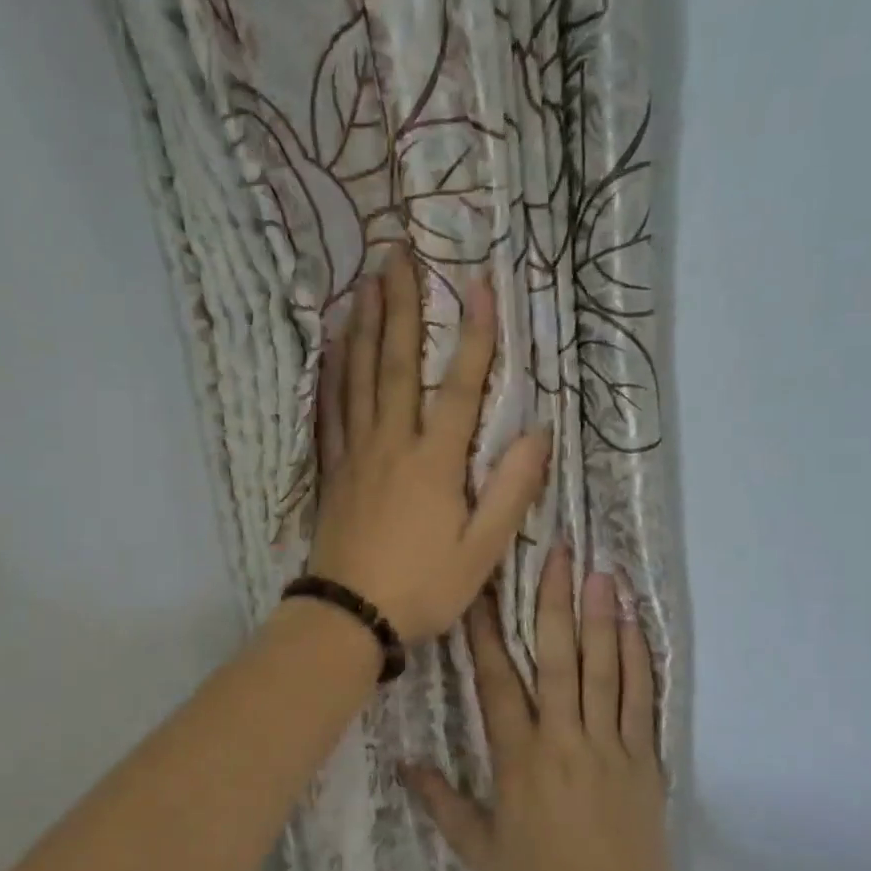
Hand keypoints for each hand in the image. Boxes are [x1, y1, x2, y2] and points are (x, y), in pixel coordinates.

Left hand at [306, 251, 551, 641]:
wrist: (349, 616)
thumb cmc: (422, 587)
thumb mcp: (482, 551)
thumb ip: (511, 491)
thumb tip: (539, 433)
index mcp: (434, 461)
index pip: (458, 385)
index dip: (473, 334)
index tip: (478, 282)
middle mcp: (392, 443)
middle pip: (395, 364)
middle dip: (401, 306)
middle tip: (398, 254)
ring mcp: (355, 454)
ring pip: (358, 378)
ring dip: (364, 327)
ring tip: (366, 283)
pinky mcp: (333, 470)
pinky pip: (330, 411)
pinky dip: (332, 375)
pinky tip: (331, 350)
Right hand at [404, 548, 676, 870]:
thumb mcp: (480, 850)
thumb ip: (442, 802)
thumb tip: (404, 763)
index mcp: (519, 757)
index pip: (496, 681)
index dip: (485, 632)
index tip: (481, 591)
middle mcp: (563, 738)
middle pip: (558, 658)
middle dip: (555, 602)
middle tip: (560, 554)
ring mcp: (608, 744)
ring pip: (604, 668)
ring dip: (602, 617)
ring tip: (602, 572)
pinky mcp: (644, 757)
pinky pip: (640, 698)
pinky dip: (639, 658)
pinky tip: (636, 625)